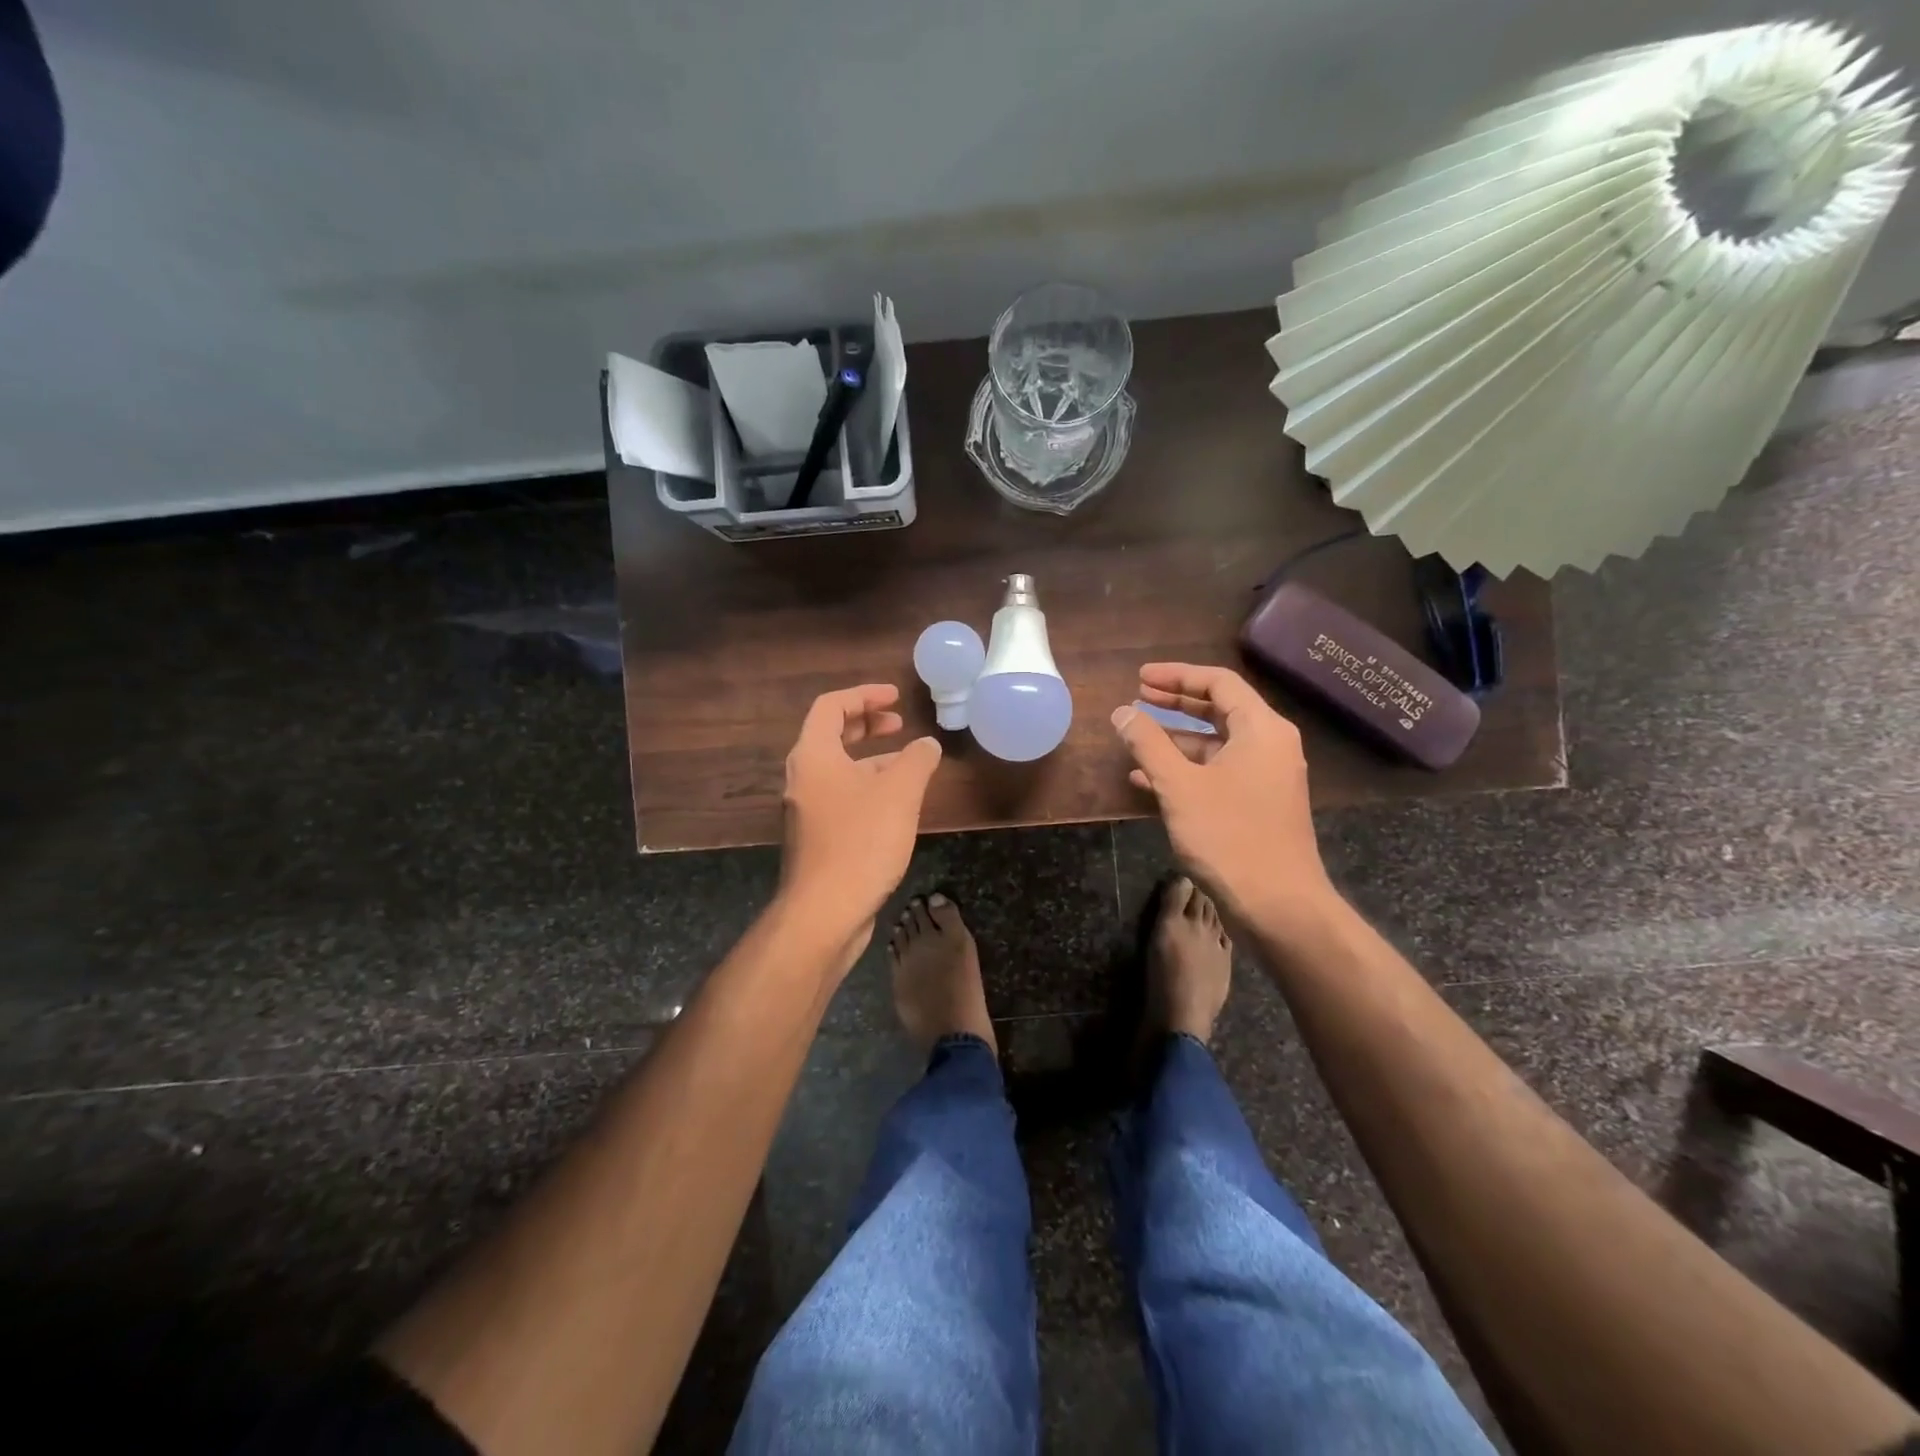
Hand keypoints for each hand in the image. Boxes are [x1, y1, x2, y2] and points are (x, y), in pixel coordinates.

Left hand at [780, 684, 941, 955]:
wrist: (825, 912)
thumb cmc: (861, 841)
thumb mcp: (899, 793)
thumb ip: (916, 760)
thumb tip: (927, 745)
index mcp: (813, 756)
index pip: (831, 706)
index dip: (864, 695)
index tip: (896, 697)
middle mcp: (802, 778)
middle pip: (830, 735)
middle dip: (866, 724)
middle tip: (898, 723)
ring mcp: (806, 810)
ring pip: (838, 770)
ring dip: (870, 759)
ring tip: (908, 764)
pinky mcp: (816, 837)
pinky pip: (841, 797)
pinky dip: (866, 787)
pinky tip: (896, 805)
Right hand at [1110, 663, 1335, 933]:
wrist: (1279, 905)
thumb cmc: (1229, 837)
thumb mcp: (1179, 786)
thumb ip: (1148, 744)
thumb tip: (1122, 712)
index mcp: (1261, 729)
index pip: (1219, 683)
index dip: (1177, 675)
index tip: (1140, 677)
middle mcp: (1269, 745)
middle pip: (1219, 709)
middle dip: (1175, 702)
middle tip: (1137, 695)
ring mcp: (1266, 777)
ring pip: (1216, 744)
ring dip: (1175, 739)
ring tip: (1135, 737)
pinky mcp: (1258, 804)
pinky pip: (1218, 772)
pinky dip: (1186, 769)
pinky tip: (1147, 780)